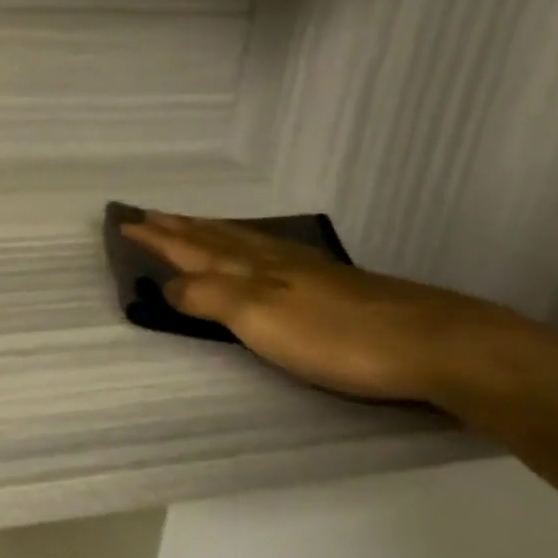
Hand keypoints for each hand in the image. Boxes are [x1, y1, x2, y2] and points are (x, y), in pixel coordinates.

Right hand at [120, 211, 557, 412]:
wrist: (433, 343)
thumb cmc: (335, 336)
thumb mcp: (259, 318)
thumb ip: (209, 297)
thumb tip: (166, 284)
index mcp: (248, 267)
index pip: (190, 247)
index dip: (156, 237)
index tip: (124, 222)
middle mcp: (270, 259)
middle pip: (213, 236)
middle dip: (178, 226)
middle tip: (149, 213)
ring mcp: (304, 268)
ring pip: (241, 240)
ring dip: (208, 231)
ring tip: (189, 222)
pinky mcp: (331, 282)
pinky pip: (268, 250)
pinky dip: (245, 243)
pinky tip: (257, 247)